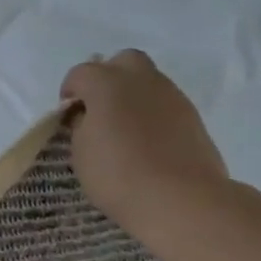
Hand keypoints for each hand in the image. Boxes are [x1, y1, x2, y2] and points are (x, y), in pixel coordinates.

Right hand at [60, 50, 229, 246]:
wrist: (181, 199)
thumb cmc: (117, 174)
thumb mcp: (80, 150)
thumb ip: (81, 124)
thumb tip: (89, 116)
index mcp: (107, 83)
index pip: (81, 73)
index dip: (70, 91)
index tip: (68, 115)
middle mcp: (142, 80)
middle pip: (123, 61)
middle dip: (108, 77)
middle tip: (99, 108)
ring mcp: (172, 96)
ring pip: (148, 81)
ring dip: (132, 96)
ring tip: (123, 128)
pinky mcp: (193, 117)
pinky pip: (165, 104)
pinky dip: (151, 114)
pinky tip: (146, 141)